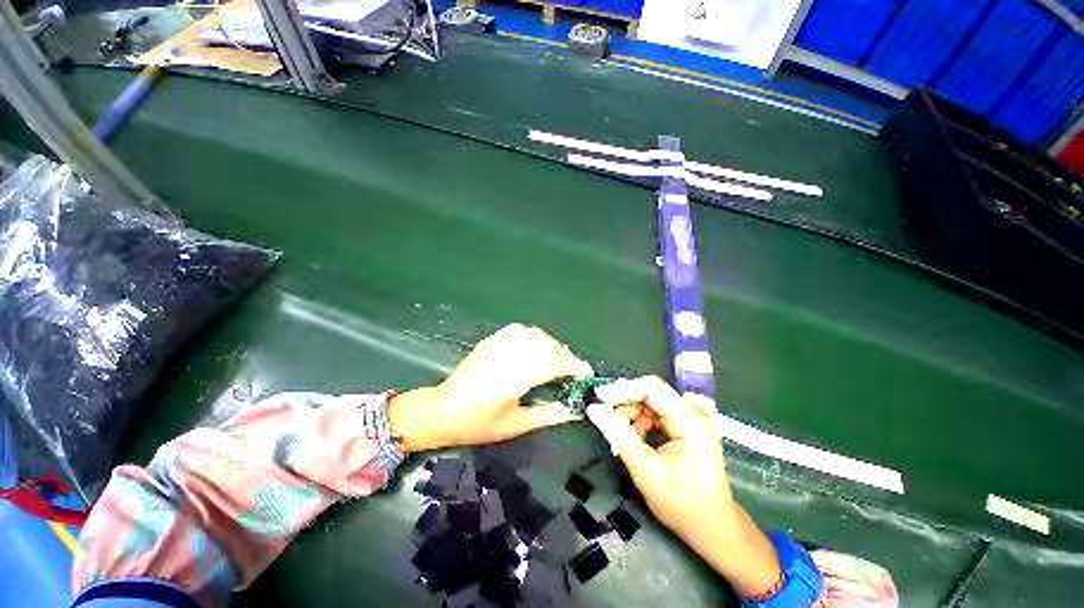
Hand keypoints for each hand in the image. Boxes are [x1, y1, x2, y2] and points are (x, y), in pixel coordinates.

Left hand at [389, 324, 591, 452]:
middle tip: (572, 372)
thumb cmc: (478, 423)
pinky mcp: (492, 340)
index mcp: (515, 377)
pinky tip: (535, 348)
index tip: (585, 375)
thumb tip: (574, 410)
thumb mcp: (515, 425)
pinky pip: (521, 331)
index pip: (554, 363)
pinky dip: (535, 337)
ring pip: (536, 335)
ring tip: (556, 361)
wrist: (442, 410)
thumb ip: (547, 415)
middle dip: (566, 356)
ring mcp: (499, 343)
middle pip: (548, 346)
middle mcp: (509, 354)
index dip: (573, 367)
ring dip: (552, 345)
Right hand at [596, 376, 731, 534]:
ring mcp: (689, 422)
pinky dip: (640, 422)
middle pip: (652, 394)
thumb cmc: (683, 504)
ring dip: (631, 413)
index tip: (599, 397)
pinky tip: (631, 436)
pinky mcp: (685, 430)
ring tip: (615, 428)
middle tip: (602, 413)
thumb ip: (619, 436)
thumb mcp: (646, 471)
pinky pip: (656, 416)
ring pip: (652, 404)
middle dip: (625, 401)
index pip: (653, 389)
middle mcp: (692, 415)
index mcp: (690, 422)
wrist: (713, 530)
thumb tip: (595, 411)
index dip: (624, 389)